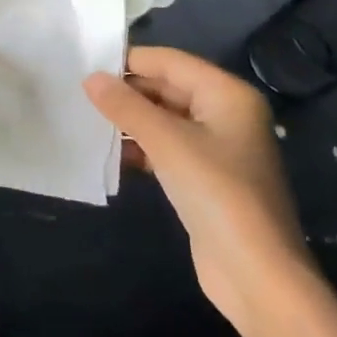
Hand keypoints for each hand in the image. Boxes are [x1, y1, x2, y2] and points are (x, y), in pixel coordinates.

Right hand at [85, 47, 315, 330]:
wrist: (256, 275)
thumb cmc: (216, 194)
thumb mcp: (167, 142)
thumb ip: (126, 106)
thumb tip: (90, 78)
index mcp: (227, 94)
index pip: (169, 61)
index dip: (128, 61)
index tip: (84, 65)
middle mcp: (226, 114)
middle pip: (167, 88)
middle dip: (127, 91)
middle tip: (80, 94)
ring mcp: (217, 148)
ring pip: (164, 119)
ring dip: (130, 120)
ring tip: (87, 120)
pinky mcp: (205, 178)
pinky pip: (167, 148)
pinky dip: (141, 146)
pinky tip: (111, 153)